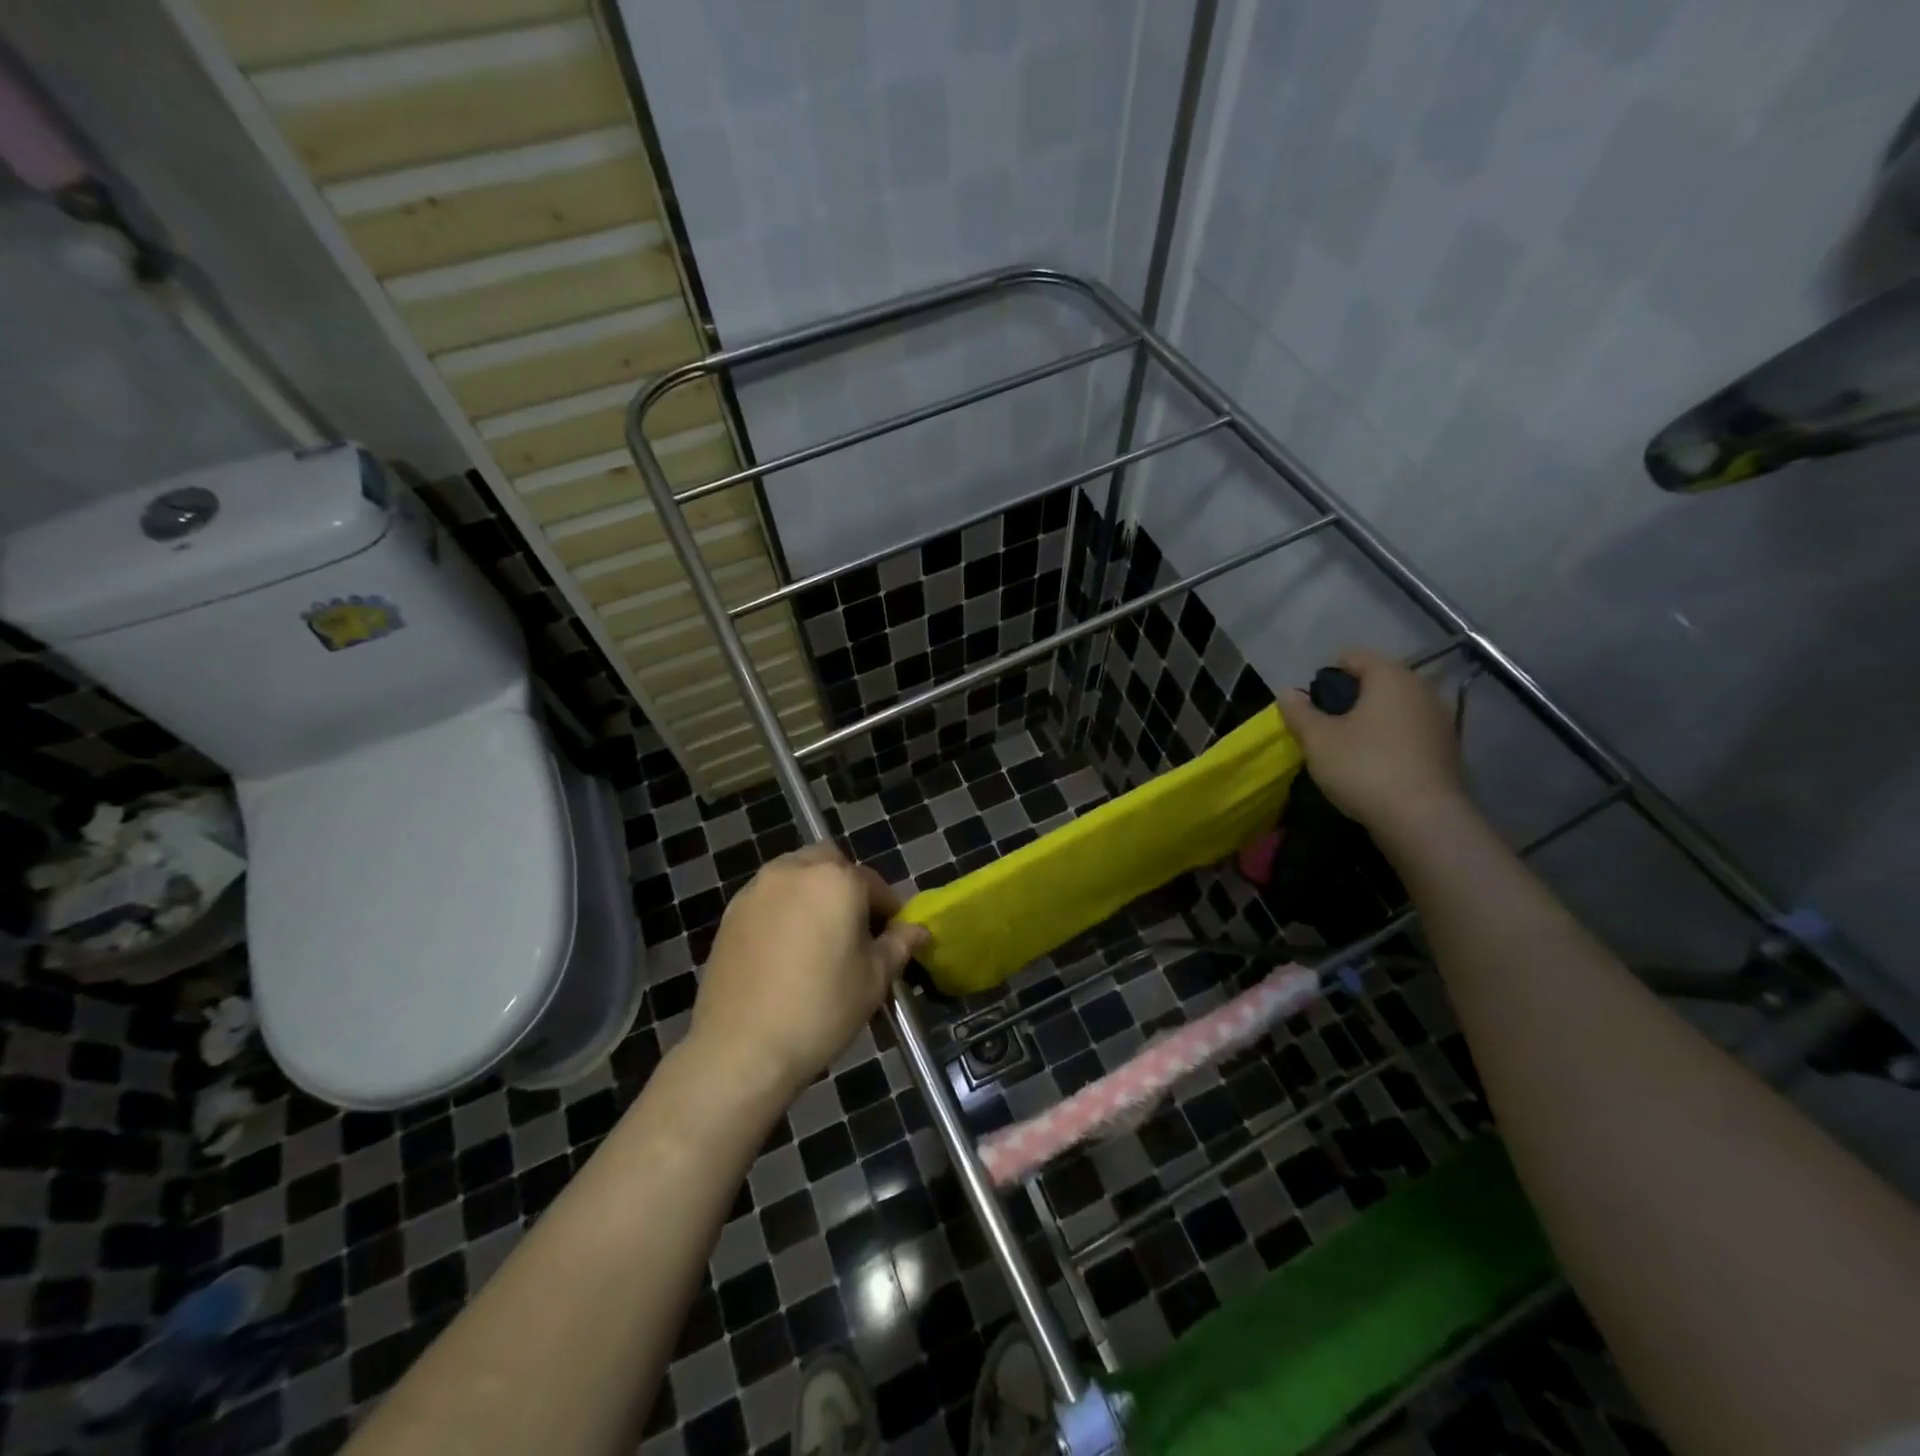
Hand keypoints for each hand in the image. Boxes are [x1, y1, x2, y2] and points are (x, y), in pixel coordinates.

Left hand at [688, 845, 927, 1100]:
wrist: (741, 1047)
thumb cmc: (821, 1009)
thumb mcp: (874, 980)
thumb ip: (898, 945)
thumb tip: (917, 930)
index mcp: (837, 880)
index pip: (873, 883)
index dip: (888, 909)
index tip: (892, 935)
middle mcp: (795, 871)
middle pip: (829, 863)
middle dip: (846, 885)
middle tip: (853, 927)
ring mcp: (758, 889)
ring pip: (795, 874)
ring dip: (812, 891)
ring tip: (818, 936)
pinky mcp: (731, 912)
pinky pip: (768, 896)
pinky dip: (783, 908)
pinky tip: (785, 949)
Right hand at [1282, 648, 1467, 832]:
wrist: (1423, 820)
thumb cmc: (1364, 767)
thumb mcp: (1318, 740)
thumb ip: (1299, 712)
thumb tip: (1288, 692)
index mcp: (1390, 676)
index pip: (1353, 656)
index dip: (1326, 676)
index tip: (1312, 707)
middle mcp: (1421, 689)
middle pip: (1376, 681)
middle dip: (1349, 700)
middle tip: (1326, 730)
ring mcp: (1439, 720)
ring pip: (1394, 708)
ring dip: (1370, 722)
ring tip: (1348, 750)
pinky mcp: (1447, 750)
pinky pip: (1409, 733)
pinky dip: (1390, 741)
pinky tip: (1375, 767)